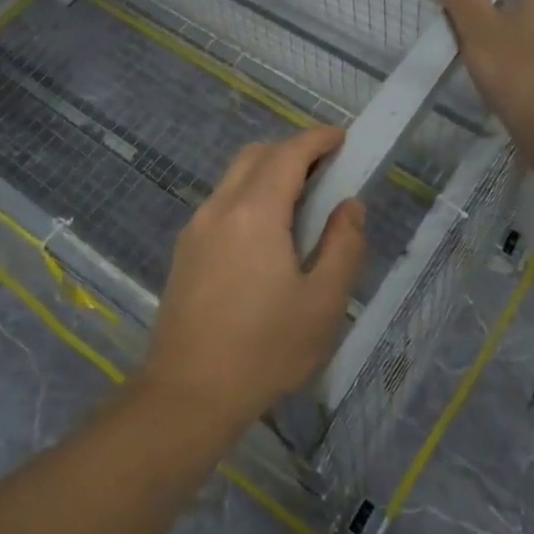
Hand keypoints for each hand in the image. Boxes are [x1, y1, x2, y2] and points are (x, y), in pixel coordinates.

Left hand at [139, 125, 366, 430]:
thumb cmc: (264, 349)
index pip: (289, 154)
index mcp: (255, 212)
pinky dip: (249, 195)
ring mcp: (196, 228)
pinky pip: (222, 202)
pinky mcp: (184, 250)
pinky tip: (267, 234)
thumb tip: (349, 206)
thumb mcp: (322, 303)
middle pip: (256, 155)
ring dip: (269, 172)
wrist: (187, 395)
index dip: (318, 140)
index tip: (343, 138)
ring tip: (301, 202)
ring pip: (235, 177)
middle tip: (327, 170)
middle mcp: (220, 207)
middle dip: (293, 150)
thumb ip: (343, 246)